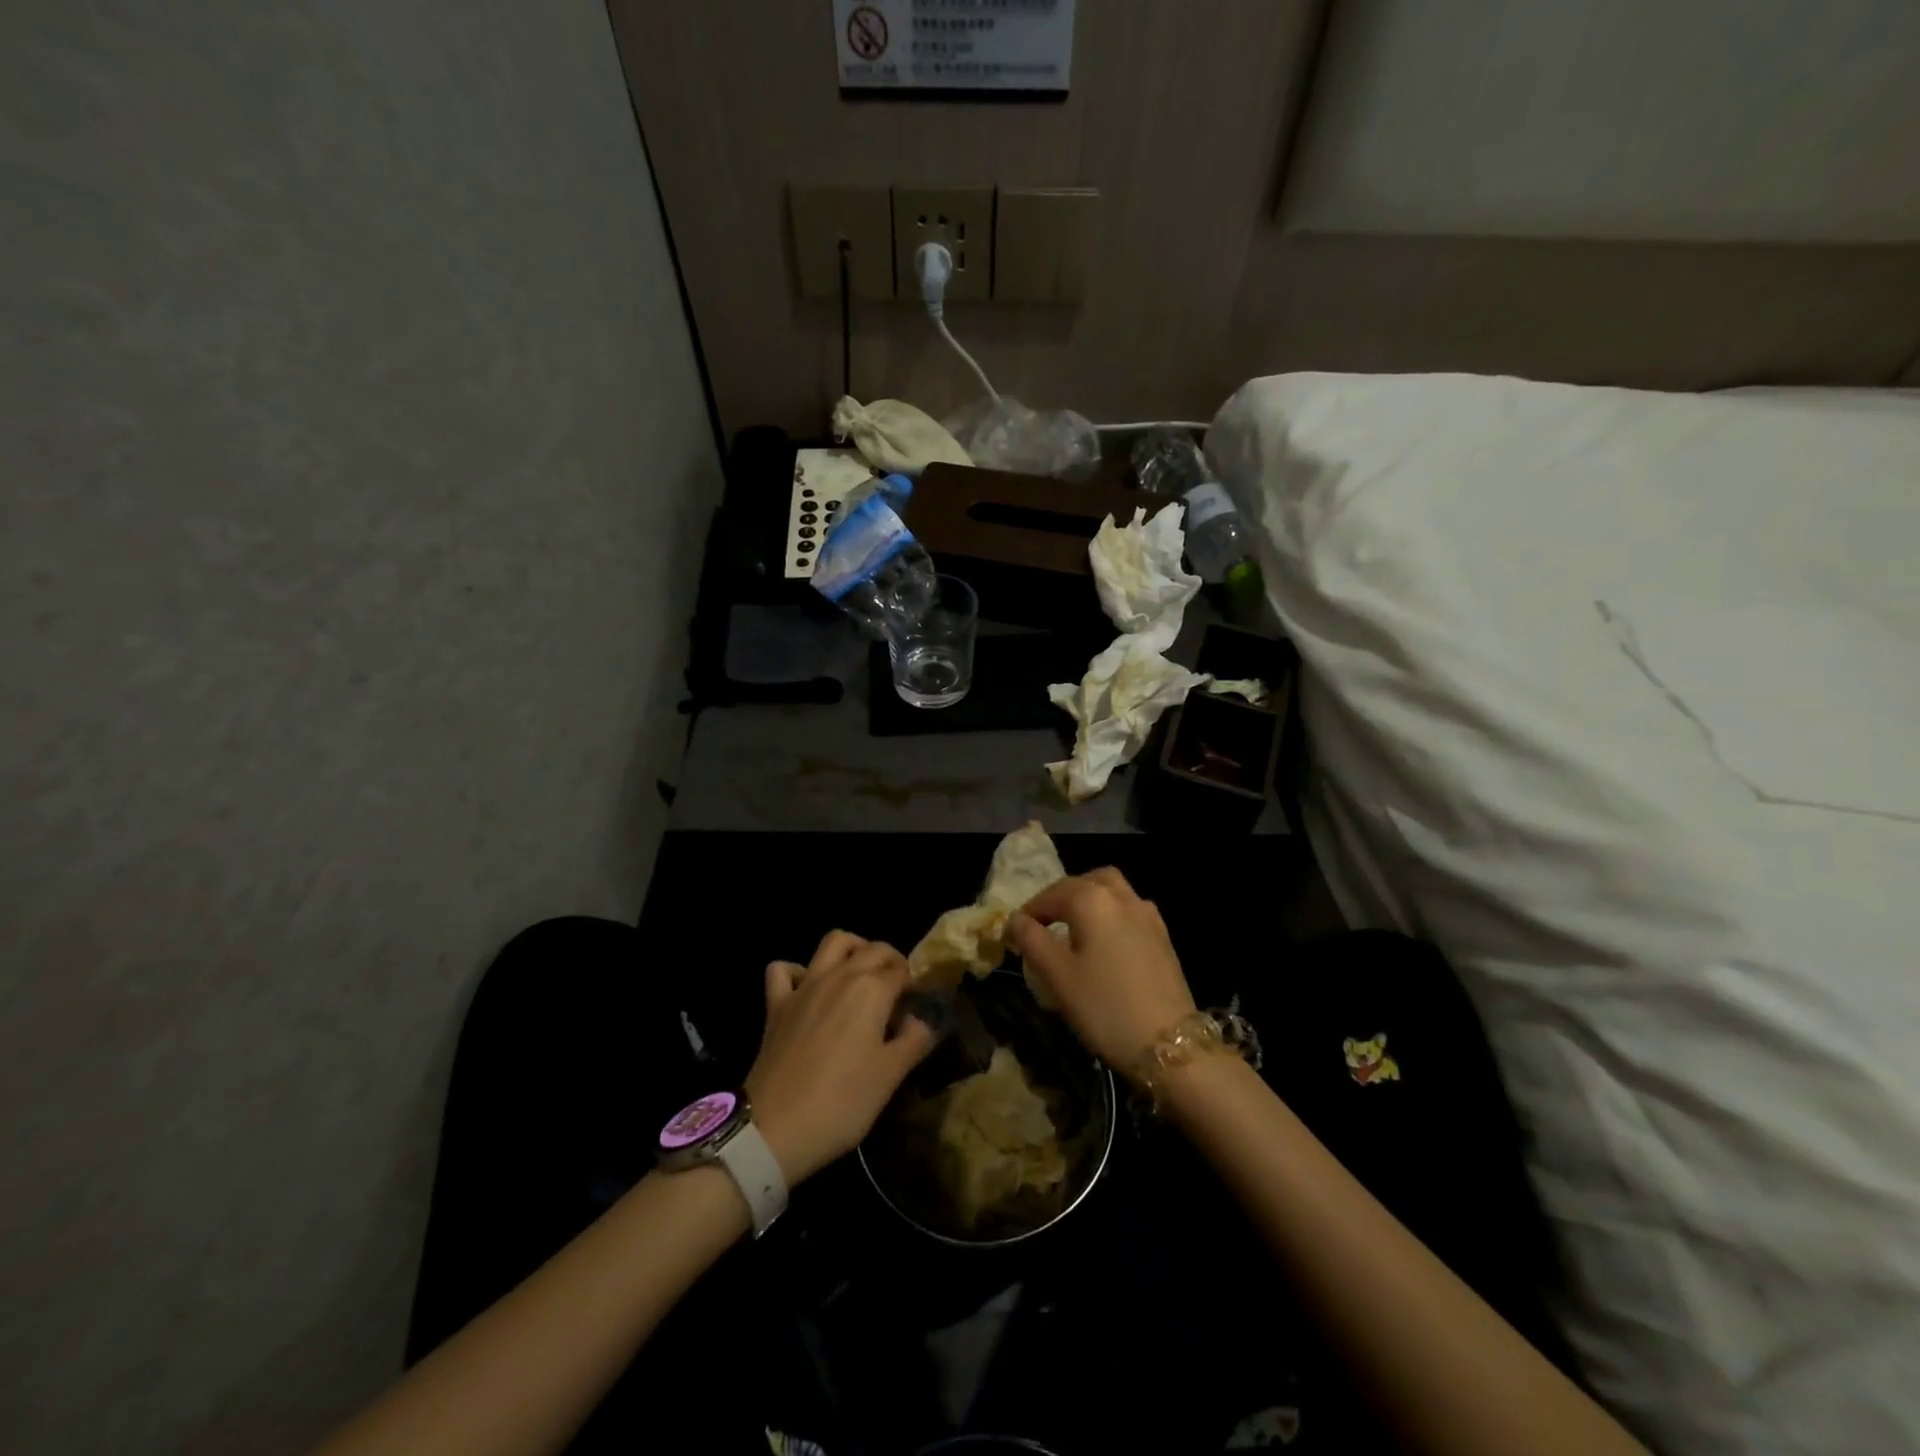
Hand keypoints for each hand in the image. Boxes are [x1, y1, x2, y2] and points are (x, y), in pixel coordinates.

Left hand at [744, 931, 936, 1184]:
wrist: (775, 1128)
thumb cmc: (842, 1102)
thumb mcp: (891, 1075)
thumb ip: (915, 1039)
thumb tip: (925, 1018)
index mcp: (872, 989)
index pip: (902, 971)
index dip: (916, 984)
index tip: (920, 1004)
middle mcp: (839, 976)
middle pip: (873, 949)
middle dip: (891, 961)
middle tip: (898, 991)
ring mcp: (804, 986)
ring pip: (833, 942)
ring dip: (852, 949)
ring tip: (862, 973)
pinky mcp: (777, 1004)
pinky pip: (783, 970)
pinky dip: (797, 971)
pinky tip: (807, 988)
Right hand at [1009, 868, 1196, 1071]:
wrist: (1170, 1045)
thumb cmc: (1104, 1007)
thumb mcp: (1057, 976)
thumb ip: (1032, 940)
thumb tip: (1016, 919)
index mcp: (1091, 900)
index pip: (1050, 895)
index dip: (1028, 912)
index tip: (1013, 935)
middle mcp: (1121, 896)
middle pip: (1084, 882)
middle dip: (1060, 898)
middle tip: (1043, 924)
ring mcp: (1147, 914)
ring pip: (1111, 891)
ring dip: (1088, 901)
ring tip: (1072, 929)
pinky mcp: (1162, 935)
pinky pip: (1128, 910)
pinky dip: (1109, 914)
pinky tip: (1104, 943)